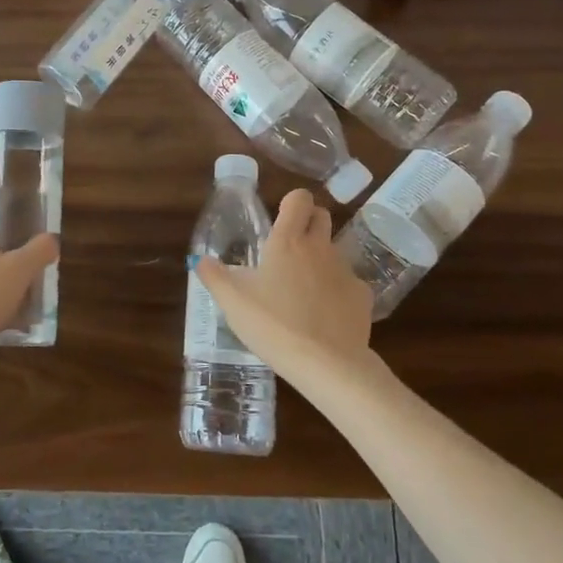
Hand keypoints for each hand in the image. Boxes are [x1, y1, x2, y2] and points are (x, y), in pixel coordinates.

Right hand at [197, 189, 384, 394]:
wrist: (327, 363)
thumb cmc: (273, 325)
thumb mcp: (233, 302)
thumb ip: (214, 276)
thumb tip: (200, 259)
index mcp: (287, 241)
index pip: (299, 198)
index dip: (291, 203)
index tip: (280, 221)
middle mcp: (320, 247)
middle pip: (322, 216)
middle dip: (308, 223)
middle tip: (289, 250)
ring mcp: (346, 270)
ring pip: (334, 251)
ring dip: (320, 261)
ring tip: (302, 292)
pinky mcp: (363, 296)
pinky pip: (348, 283)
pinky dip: (337, 292)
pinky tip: (324, 316)